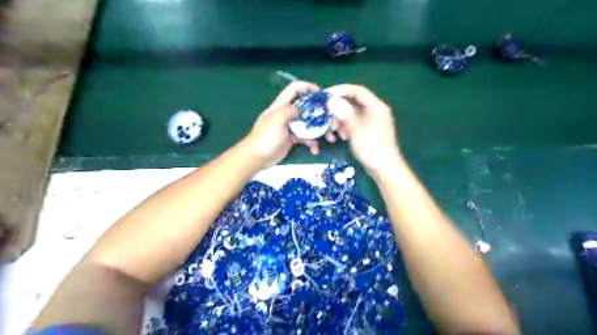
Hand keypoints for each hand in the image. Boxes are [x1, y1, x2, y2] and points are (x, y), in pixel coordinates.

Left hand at [245, 81, 325, 166]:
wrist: (257, 157)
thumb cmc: (265, 137)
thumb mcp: (277, 120)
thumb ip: (290, 111)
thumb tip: (303, 109)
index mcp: (281, 105)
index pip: (295, 89)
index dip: (308, 87)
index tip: (321, 94)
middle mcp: (287, 114)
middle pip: (307, 108)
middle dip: (320, 114)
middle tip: (331, 121)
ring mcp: (290, 127)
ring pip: (309, 124)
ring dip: (319, 131)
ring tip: (329, 139)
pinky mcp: (292, 139)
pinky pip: (306, 138)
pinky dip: (312, 143)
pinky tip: (314, 150)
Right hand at [324, 83, 402, 175]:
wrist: (384, 168)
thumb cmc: (371, 147)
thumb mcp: (356, 128)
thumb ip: (344, 112)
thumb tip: (332, 100)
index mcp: (376, 106)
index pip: (357, 90)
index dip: (340, 90)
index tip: (326, 95)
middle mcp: (375, 110)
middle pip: (354, 102)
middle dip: (338, 108)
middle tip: (326, 115)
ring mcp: (372, 121)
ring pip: (353, 114)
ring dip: (341, 120)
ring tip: (333, 130)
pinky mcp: (369, 131)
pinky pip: (355, 123)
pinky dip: (346, 127)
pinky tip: (340, 136)